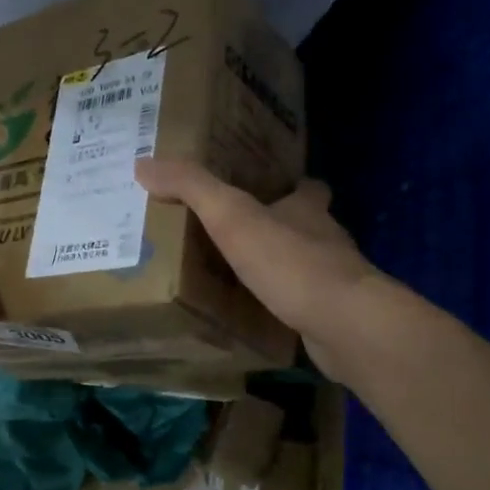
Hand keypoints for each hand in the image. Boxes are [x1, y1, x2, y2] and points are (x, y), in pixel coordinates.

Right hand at [136, 158, 378, 379]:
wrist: (345, 325)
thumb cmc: (291, 262)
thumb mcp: (232, 217)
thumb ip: (192, 188)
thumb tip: (144, 164)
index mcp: (308, 210)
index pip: (307, 188)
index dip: (293, 186)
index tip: (269, 189)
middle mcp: (327, 241)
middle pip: (308, 227)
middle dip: (281, 229)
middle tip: (242, 236)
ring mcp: (335, 282)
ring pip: (307, 268)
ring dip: (282, 269)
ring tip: (243, 278)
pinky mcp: (334, 317)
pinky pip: (305, 306)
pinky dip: (286, 307)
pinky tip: (261, 317)